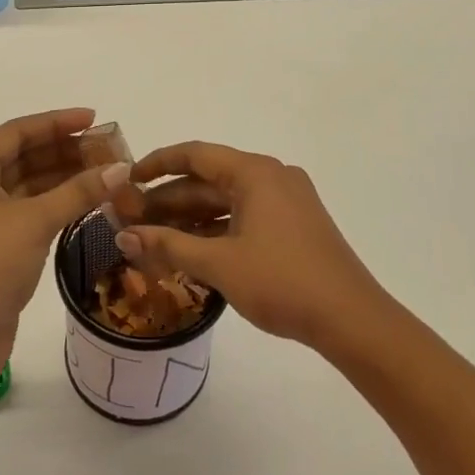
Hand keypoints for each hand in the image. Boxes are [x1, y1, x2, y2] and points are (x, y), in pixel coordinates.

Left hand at [0, 108, 130, 385]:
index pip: (16, 132)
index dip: (56, 123)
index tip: (94, 118)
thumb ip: (79, 191)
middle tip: (106, 149)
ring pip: (25, 185)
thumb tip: (120, 168)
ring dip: (61, 178)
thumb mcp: (36, 221)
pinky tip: (85, 201)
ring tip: (103, 172)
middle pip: (21, 156)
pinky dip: (53, 203)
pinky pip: (26, 210)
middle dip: (63, 151)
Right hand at [115, 142, 387, 351]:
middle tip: (130, 219)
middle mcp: (270, 177)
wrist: (351, 319)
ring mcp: (285, 201)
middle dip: (168, 200)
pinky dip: (214, 230)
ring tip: (151, 237)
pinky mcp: (292, 225)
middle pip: (208, 180)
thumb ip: (168, 245)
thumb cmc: (282, 282)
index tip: (126, 180)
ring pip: (225, 201)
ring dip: (189, 218)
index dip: (156, 164)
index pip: (194, 155)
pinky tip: (189, 250)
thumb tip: (122, 236)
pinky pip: (243, 217)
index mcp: (254, 172)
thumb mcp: (218, 263)